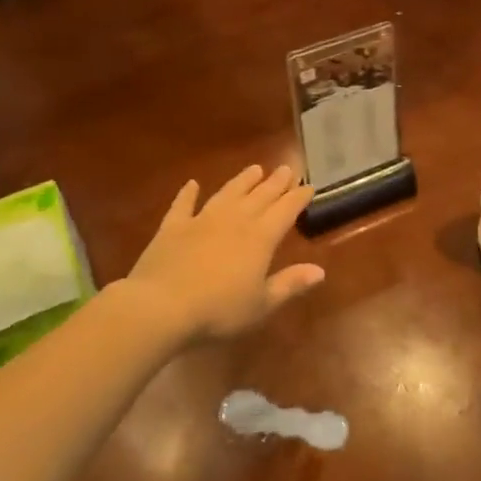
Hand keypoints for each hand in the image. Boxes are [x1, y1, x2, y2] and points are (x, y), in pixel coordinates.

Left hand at [125, 164, 325, 341]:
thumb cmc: (218, 311)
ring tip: (255, 168)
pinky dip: (188, 194)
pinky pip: (183, 205)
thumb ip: (289, 284)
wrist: (161, 306)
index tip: (309, 187)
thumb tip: (319, 271)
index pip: (285, 211)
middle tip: (287, 168)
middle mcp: (234, 220)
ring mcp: (202, 220)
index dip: (298, 198)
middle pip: (260, 196)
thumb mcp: (261, 305)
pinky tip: (192, 184)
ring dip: (242, 181)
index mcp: (260, 238)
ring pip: (227, 193)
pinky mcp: (173, 227)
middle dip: (275, 182)